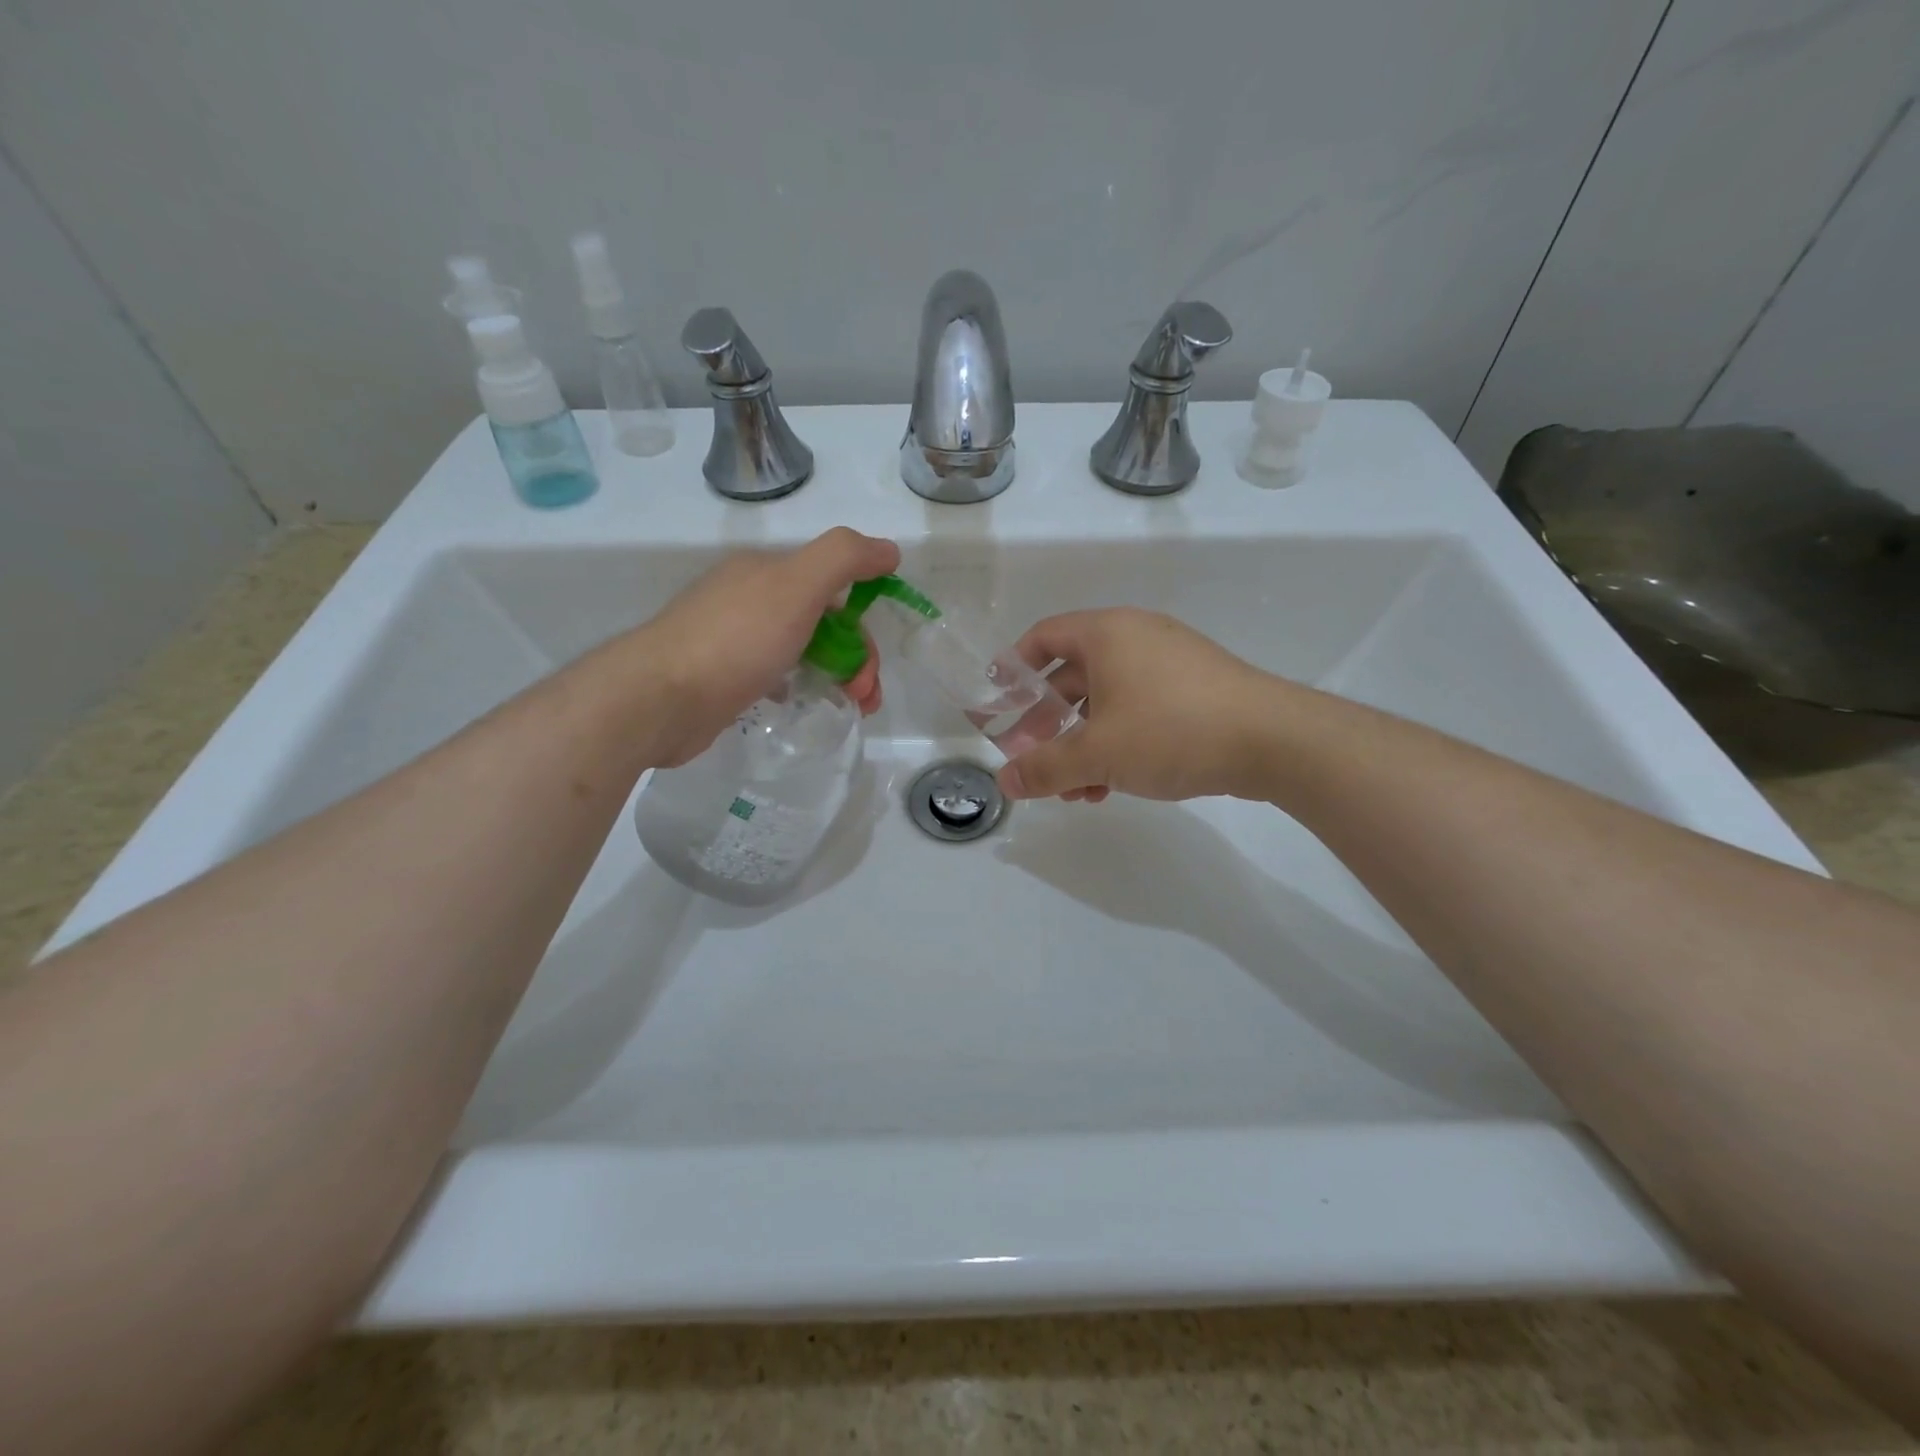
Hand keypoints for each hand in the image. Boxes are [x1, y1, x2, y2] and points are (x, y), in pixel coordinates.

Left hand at [638, 527, 899, 765]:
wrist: (660, 698)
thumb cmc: (735, 640)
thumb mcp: (796, 586)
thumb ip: (844, 558)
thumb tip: (888, 549)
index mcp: (766, 571)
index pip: (834, 590)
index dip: (861, 627)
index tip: (870, 669)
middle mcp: (749, 598)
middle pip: (822, 623)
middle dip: (854, 659)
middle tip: (863, 699)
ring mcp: (733, 638)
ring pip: (801, 650)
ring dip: (834, 676)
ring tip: (848, 710)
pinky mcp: (721, 676)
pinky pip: (775, 673)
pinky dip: (798, 686)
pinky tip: (799, 705)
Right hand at [997, 608, 1280, 802]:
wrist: (1274, 741)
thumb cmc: (1171, 730)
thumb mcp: (1097, 753)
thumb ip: (1044, 768)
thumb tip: (1004, 782)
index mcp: (1107, 633)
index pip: (1043, 637)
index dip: (1014, 668)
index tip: (997, 702)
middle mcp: (1136, 638)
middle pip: (1072, 675)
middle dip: (1048, 723)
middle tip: (1031, 757)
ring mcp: (1169, 664)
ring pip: (1107, 701)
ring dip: (1082, 744)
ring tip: (1073, 789)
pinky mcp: (1195, 691)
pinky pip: (1138, 711)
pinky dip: (1116, 743)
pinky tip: (1110, 787)